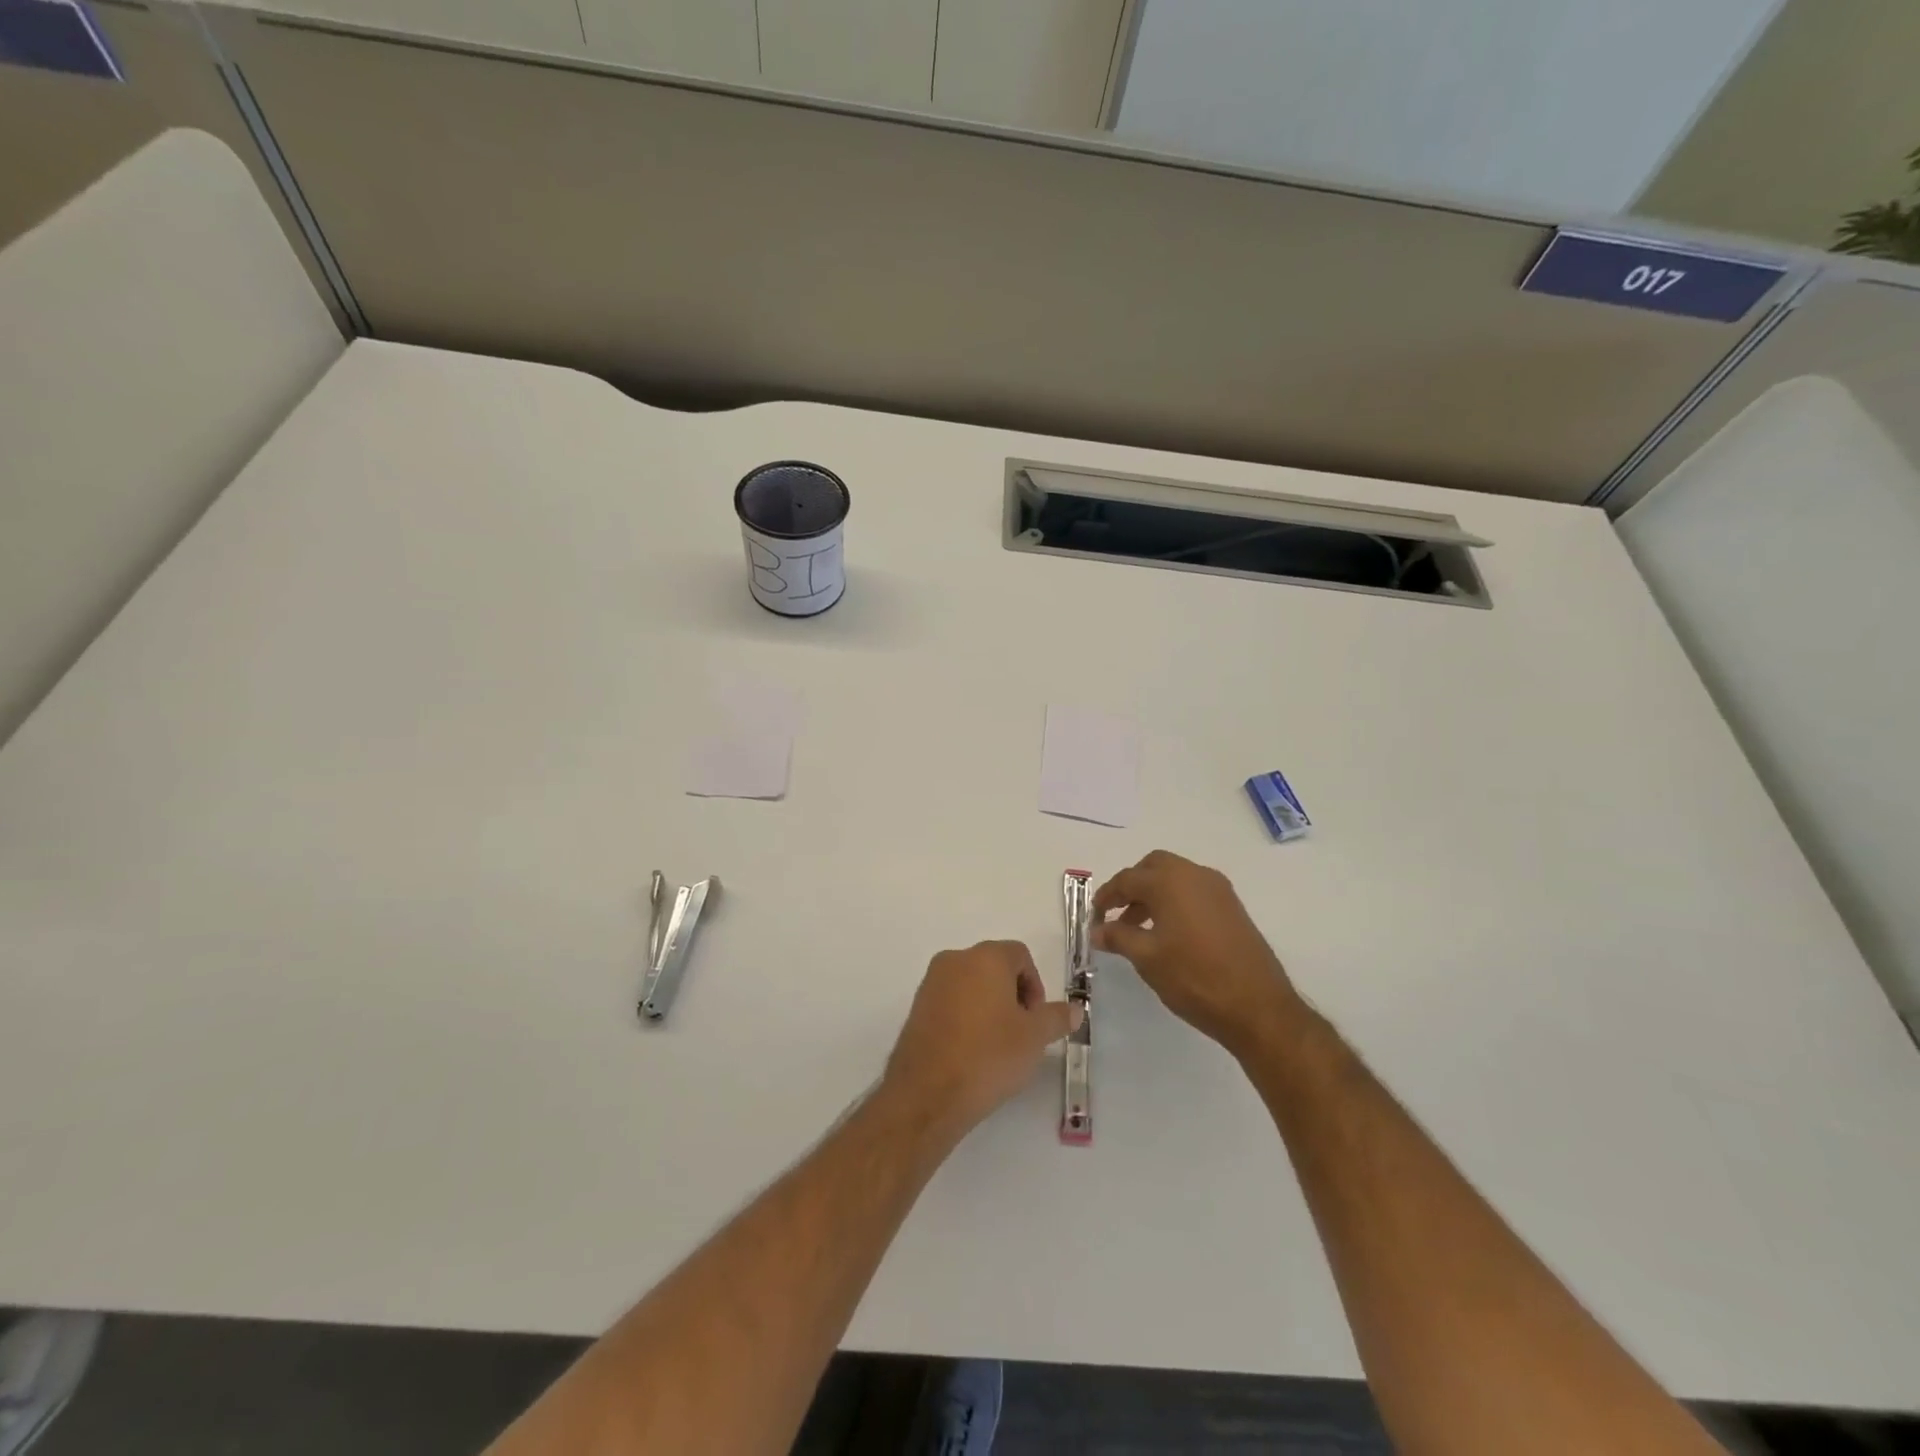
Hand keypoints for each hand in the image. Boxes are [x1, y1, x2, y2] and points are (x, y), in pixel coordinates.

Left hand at [882, 941, 1081, 1137]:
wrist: (928, 1093)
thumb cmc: (988, 1056)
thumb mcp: (1034, 1038)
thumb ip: (1056, 1017)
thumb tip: (1075, 1009)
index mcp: (985, 957)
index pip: (1020, 954)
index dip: (1035, 985)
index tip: (1036, 1020)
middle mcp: (955, 959)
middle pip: (994, 966)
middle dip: (1012, 995)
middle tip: (1020, 1033)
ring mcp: (931, 982)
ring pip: (971, 984)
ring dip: (988, 1006)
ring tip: (995, 1045)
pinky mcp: (916, 1006)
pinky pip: (950, 1001)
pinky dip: (965, 1016)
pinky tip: (970, 1051)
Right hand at [1093, 851, 1299, 1057]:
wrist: (1258, 1007)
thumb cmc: (1194, 977)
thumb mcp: (1147, 958)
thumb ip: (1118, 937)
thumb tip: (1096, 930)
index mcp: (1170, 881)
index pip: (1128, 879)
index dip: (1106, 896)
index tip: (1094, 916)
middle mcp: (1195, 875)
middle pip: (1154, 867)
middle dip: (1132, 886)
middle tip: (1116, 914)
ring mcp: (1218, 890)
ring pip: (1176, 878)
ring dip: (1153, 895)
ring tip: (1138, 930)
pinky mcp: (1233, 908)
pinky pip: (1194, 892)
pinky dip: (1175, 902)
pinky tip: (1168, 934)